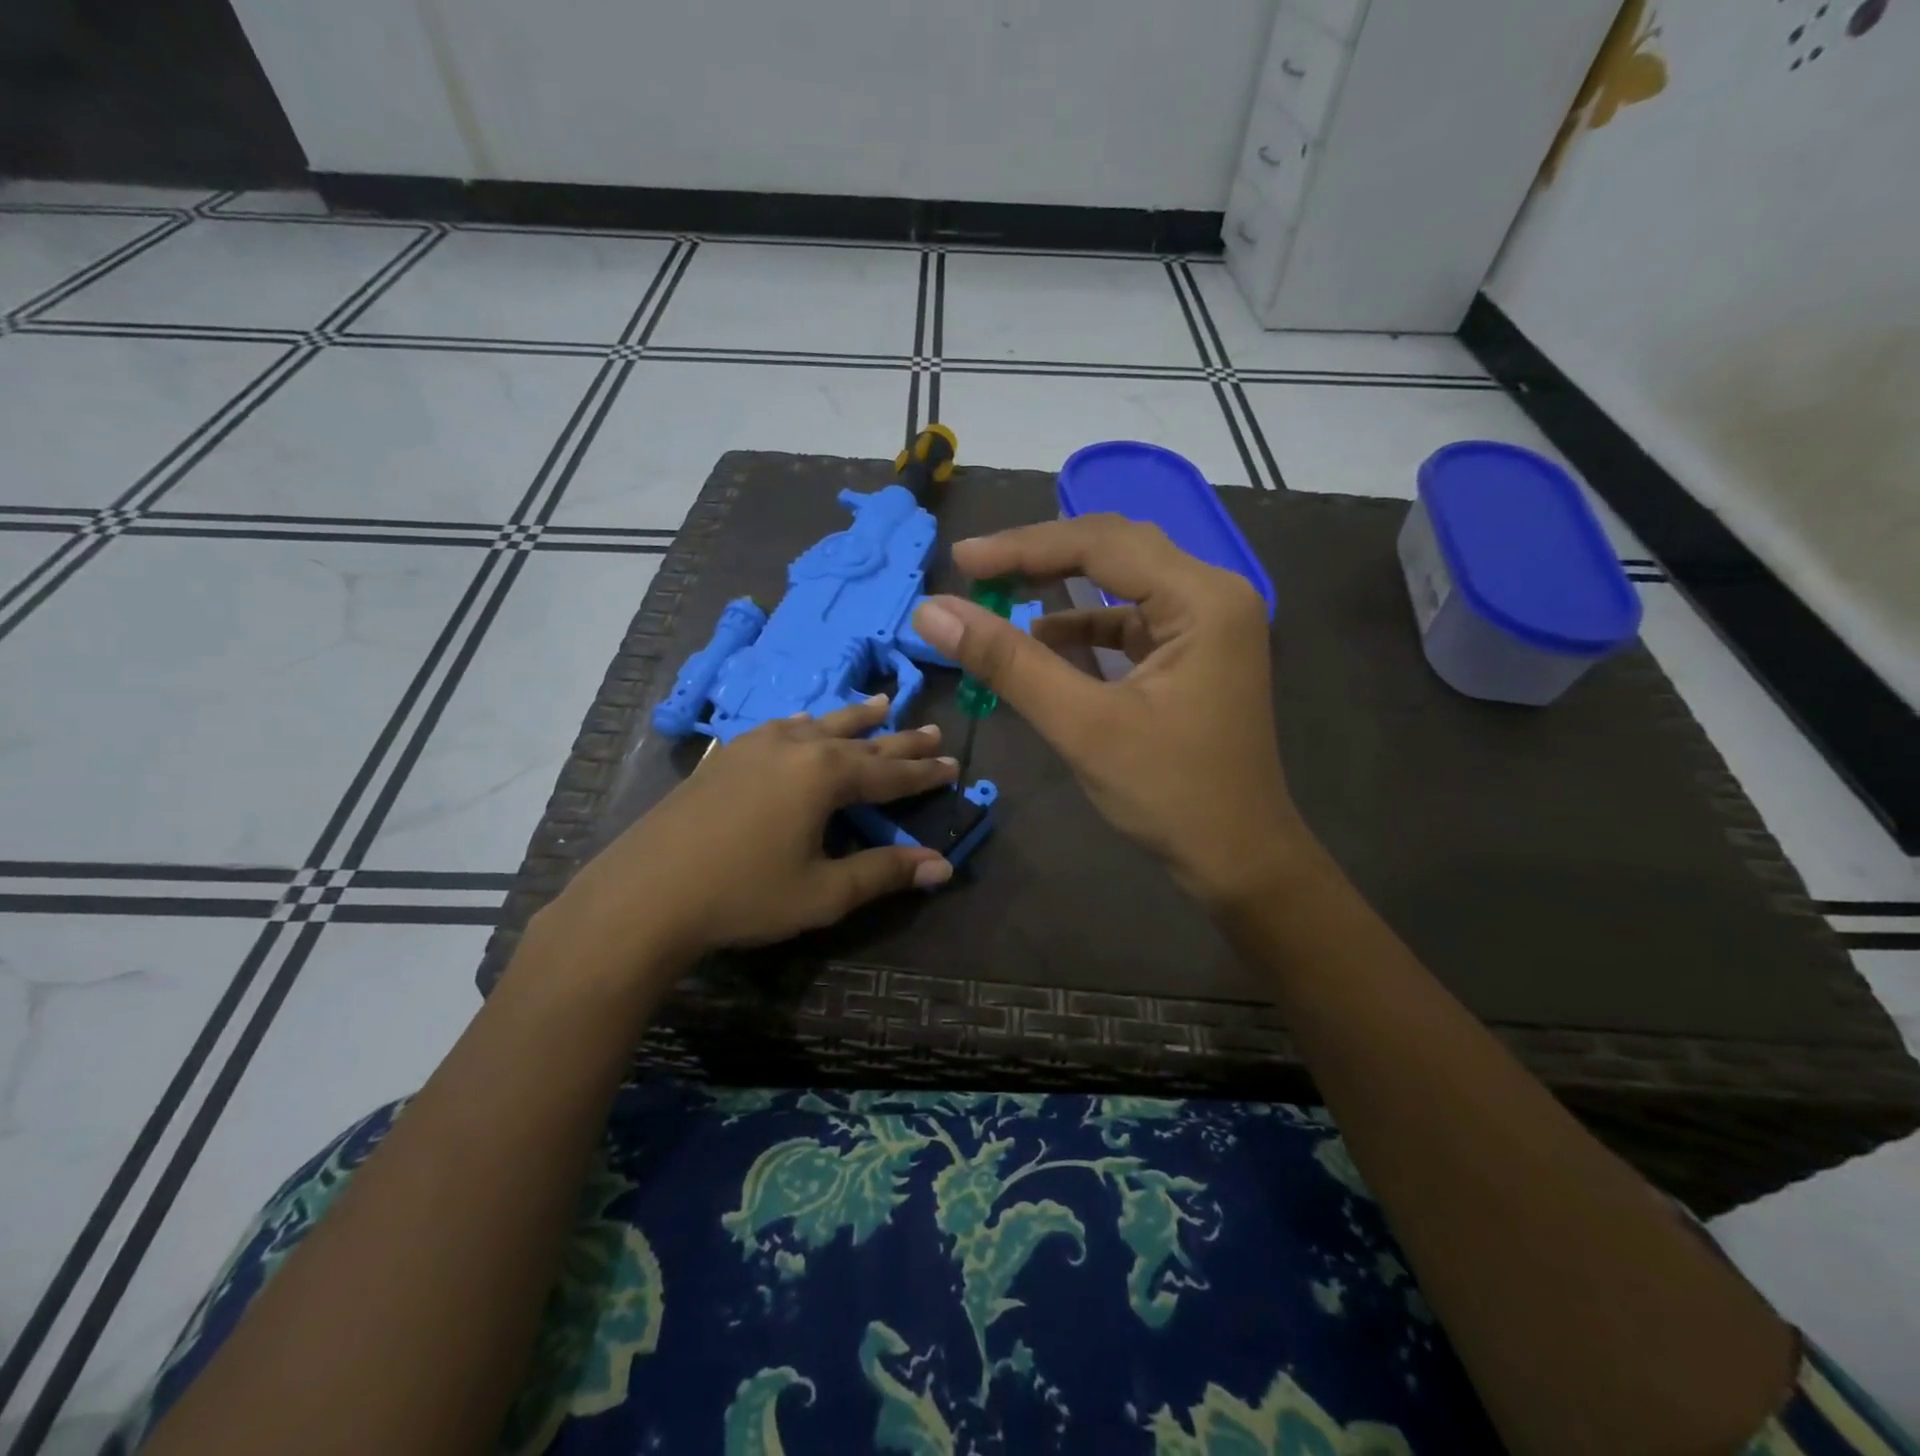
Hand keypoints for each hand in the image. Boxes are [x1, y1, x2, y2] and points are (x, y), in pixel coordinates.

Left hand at [555, 697, 956, 966]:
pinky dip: (809, 725)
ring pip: (820, 723)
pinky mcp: (727, 754)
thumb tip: (942, 866)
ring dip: (855, 718)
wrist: (645, 893)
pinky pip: (783, 728)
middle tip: (932, 730)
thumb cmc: (743, 895)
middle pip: (861, 740)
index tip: (955, 763)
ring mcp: (756, 745)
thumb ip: (884, 873)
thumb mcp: (823, 892)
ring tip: (882, 705)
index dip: (925, 773)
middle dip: (900, 740)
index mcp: (825, 774)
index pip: (890, 772)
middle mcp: (796, 746)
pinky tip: (806, 725)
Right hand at [913, 515, 1310, 908]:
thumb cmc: (1170, 794)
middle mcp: (1213, 595)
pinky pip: (1130, 620)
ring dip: (1060, 588)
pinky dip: (1084, 626)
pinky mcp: (1192, 653)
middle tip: (975, 568)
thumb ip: (1009, 663)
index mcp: (1203, 599)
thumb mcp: (1083, 725)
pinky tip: (1043, 639)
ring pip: (1121, 582)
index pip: (1101, 544)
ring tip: (999, 593)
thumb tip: (934, 613)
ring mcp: (1207, 624)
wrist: (1237, 858)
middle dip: (1041, 557)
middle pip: (1115, 549)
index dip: (1023, 547)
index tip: (961, 559)